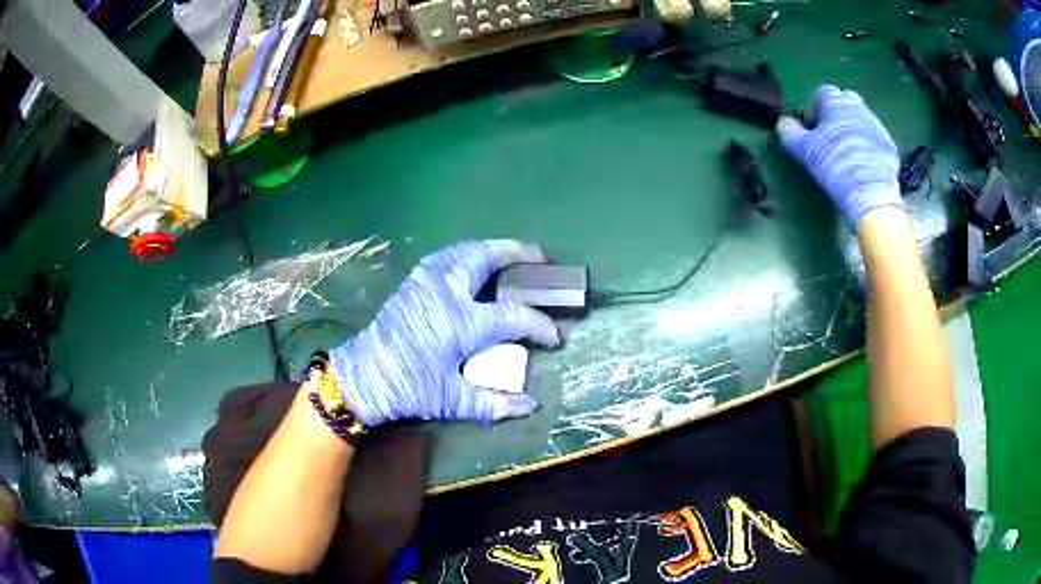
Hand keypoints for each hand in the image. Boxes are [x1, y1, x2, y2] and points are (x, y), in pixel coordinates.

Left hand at [330, 241, 561, 425]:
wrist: (362, 376)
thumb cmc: (408, 387)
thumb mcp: (451, 400)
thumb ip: (494, 404)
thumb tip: (530, 406)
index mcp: (462, 322)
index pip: (513, 316)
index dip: (540, 325)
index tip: (555, 336)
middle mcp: (446, 292)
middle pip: (487, 258)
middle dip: (519, 253)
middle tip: (541, 257)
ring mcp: (426, 282)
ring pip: (465, 250)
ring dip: (492, 249)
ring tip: (511, 255)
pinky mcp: (413, 282)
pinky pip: (446, 256)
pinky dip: (468, 253)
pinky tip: (473, 263)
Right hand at [776, 85, 902, 227]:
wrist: (870, 194)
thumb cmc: (834, 165)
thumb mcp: (803, 150)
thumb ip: (789, 132)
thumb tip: (784, 123)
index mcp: (834, 102)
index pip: (821, 93)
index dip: (814, 109)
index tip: (811, 129)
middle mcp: (857, 106)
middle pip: (844, 101)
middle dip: (836, 114)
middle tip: (830, 137)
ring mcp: (876, 125)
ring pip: (861, 119)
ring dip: (853, 129)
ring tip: (847, 153)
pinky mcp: (889, 146)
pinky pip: (874, 139)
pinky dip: (868, 146)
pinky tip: (863, 164)